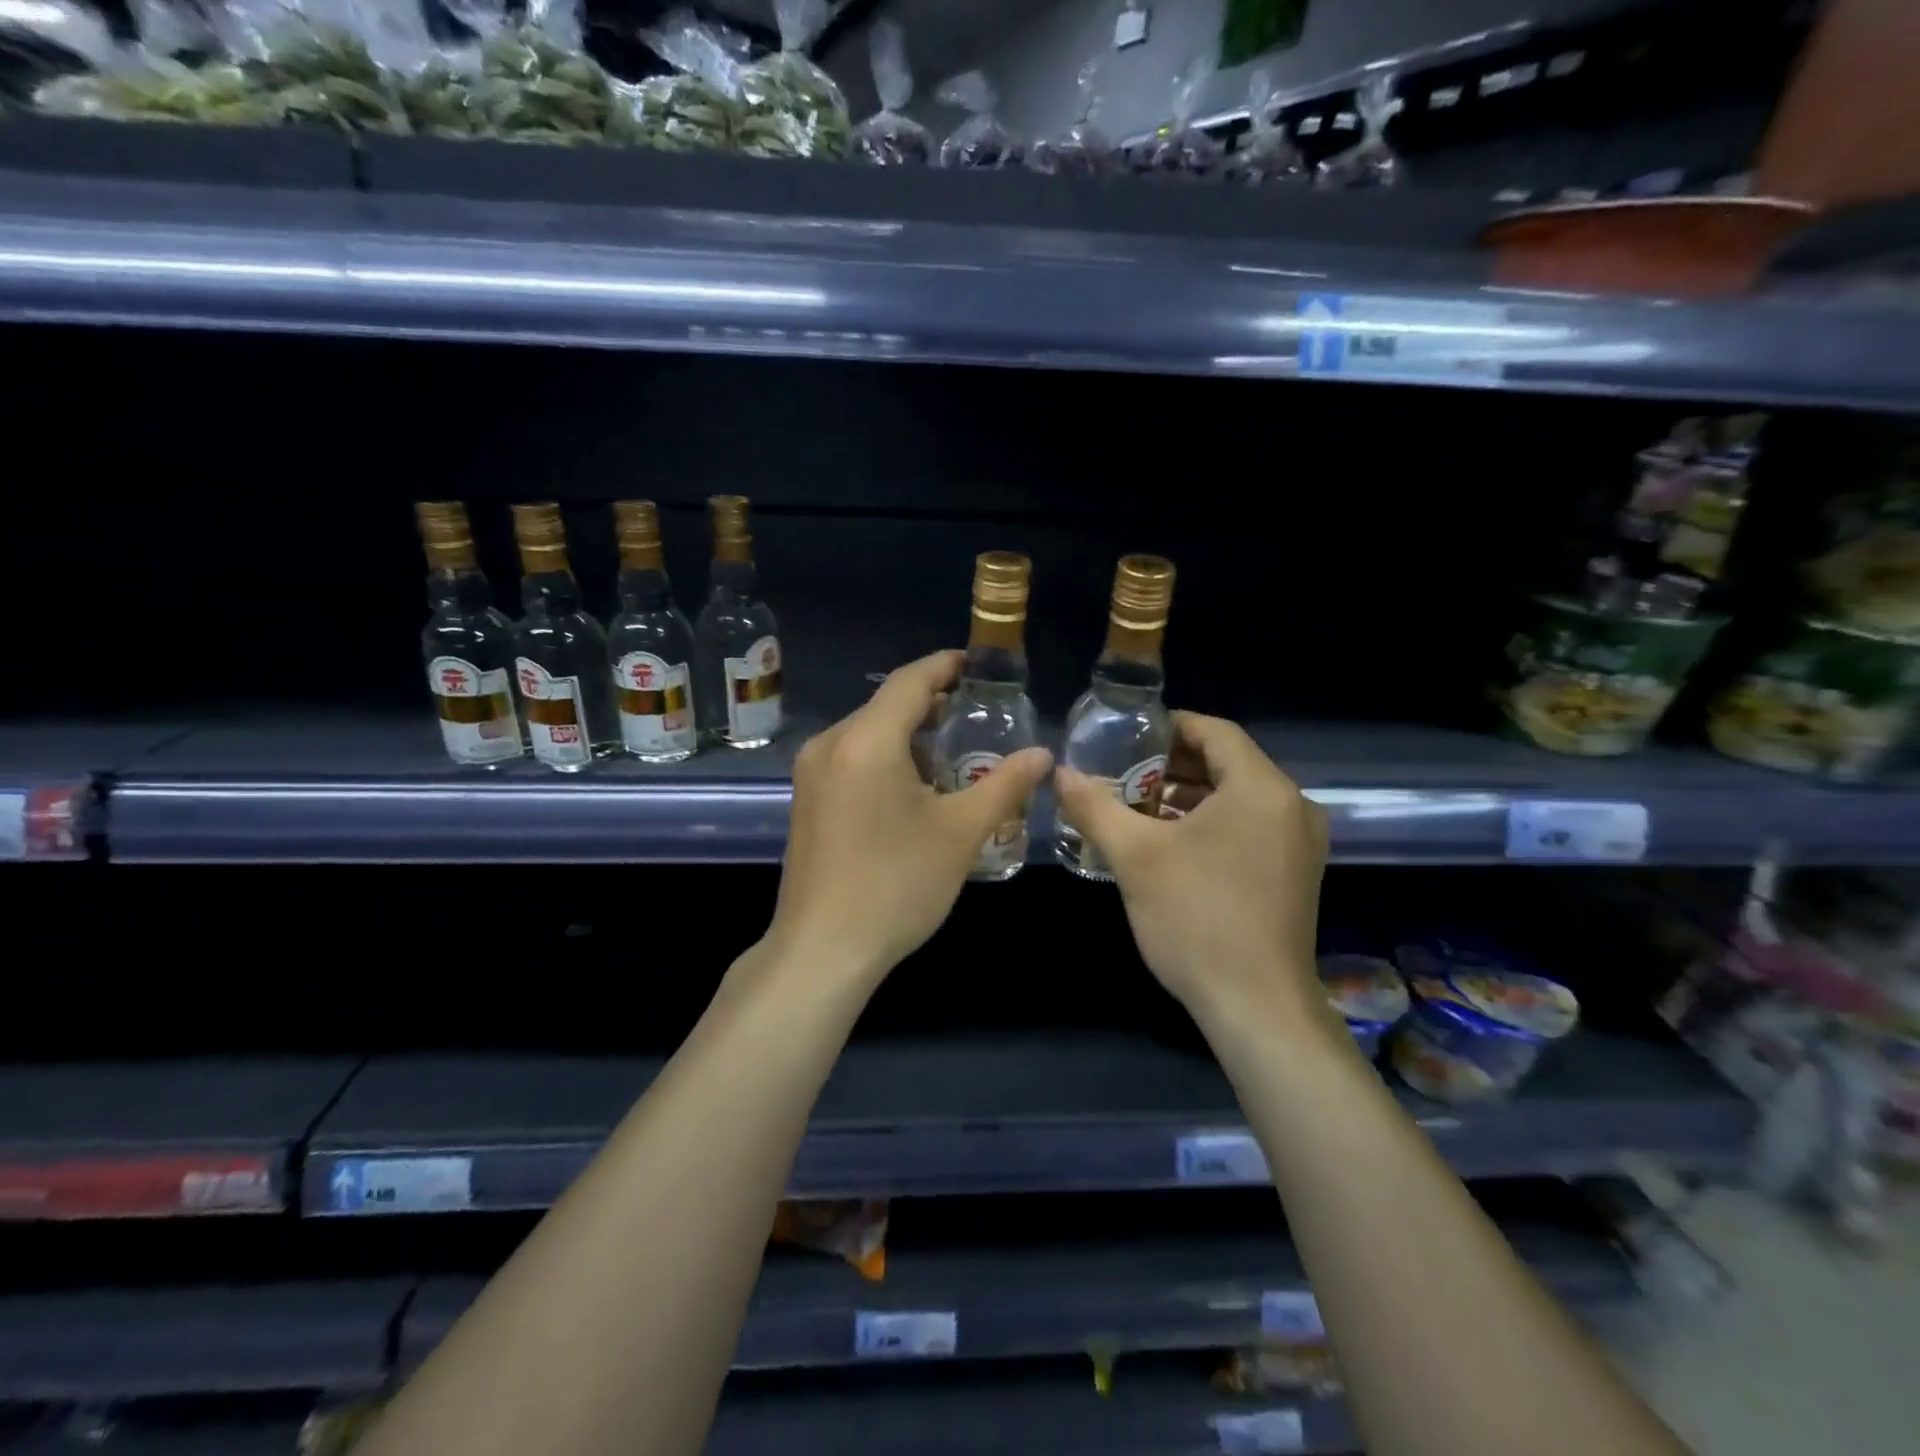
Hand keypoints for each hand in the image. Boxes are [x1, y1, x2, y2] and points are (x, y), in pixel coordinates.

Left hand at [768, 651, 1053, 984]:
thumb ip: (1004, 785)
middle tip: (978, 713)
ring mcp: (811, 773)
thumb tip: (1043, 754)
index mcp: (866, 740)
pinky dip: (886, 757)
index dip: (946, 666)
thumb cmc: (896, 885)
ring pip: (867, 733)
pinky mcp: (805, 799)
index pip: (910, 681)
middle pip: (886, 705)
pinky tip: (914, 785)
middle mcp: (830, 744)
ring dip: (909, 733)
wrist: (822, 951)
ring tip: (954, 750)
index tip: (978, 665)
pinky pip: (851, 758)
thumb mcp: (960, 833)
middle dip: (932, 703)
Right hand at [1053, 712, 1328, 1025]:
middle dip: (1172, 765)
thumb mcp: (1135, 857)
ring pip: (1238, 797)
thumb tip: (1059, 772)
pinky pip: (1251, 826)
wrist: (1257, 1007)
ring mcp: (1300, 842)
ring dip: (1190, 796)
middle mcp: (1292, 805)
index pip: (1214, 731)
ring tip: (1139, 808)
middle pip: (1227, 762)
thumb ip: (1095, 806)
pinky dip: (1212, 823)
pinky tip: (1172, 844)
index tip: (1126, 738)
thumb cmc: (1196, 918)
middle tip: (1124, 774)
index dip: (1168, 727)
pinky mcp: (1297, 873)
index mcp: (1262, 788)